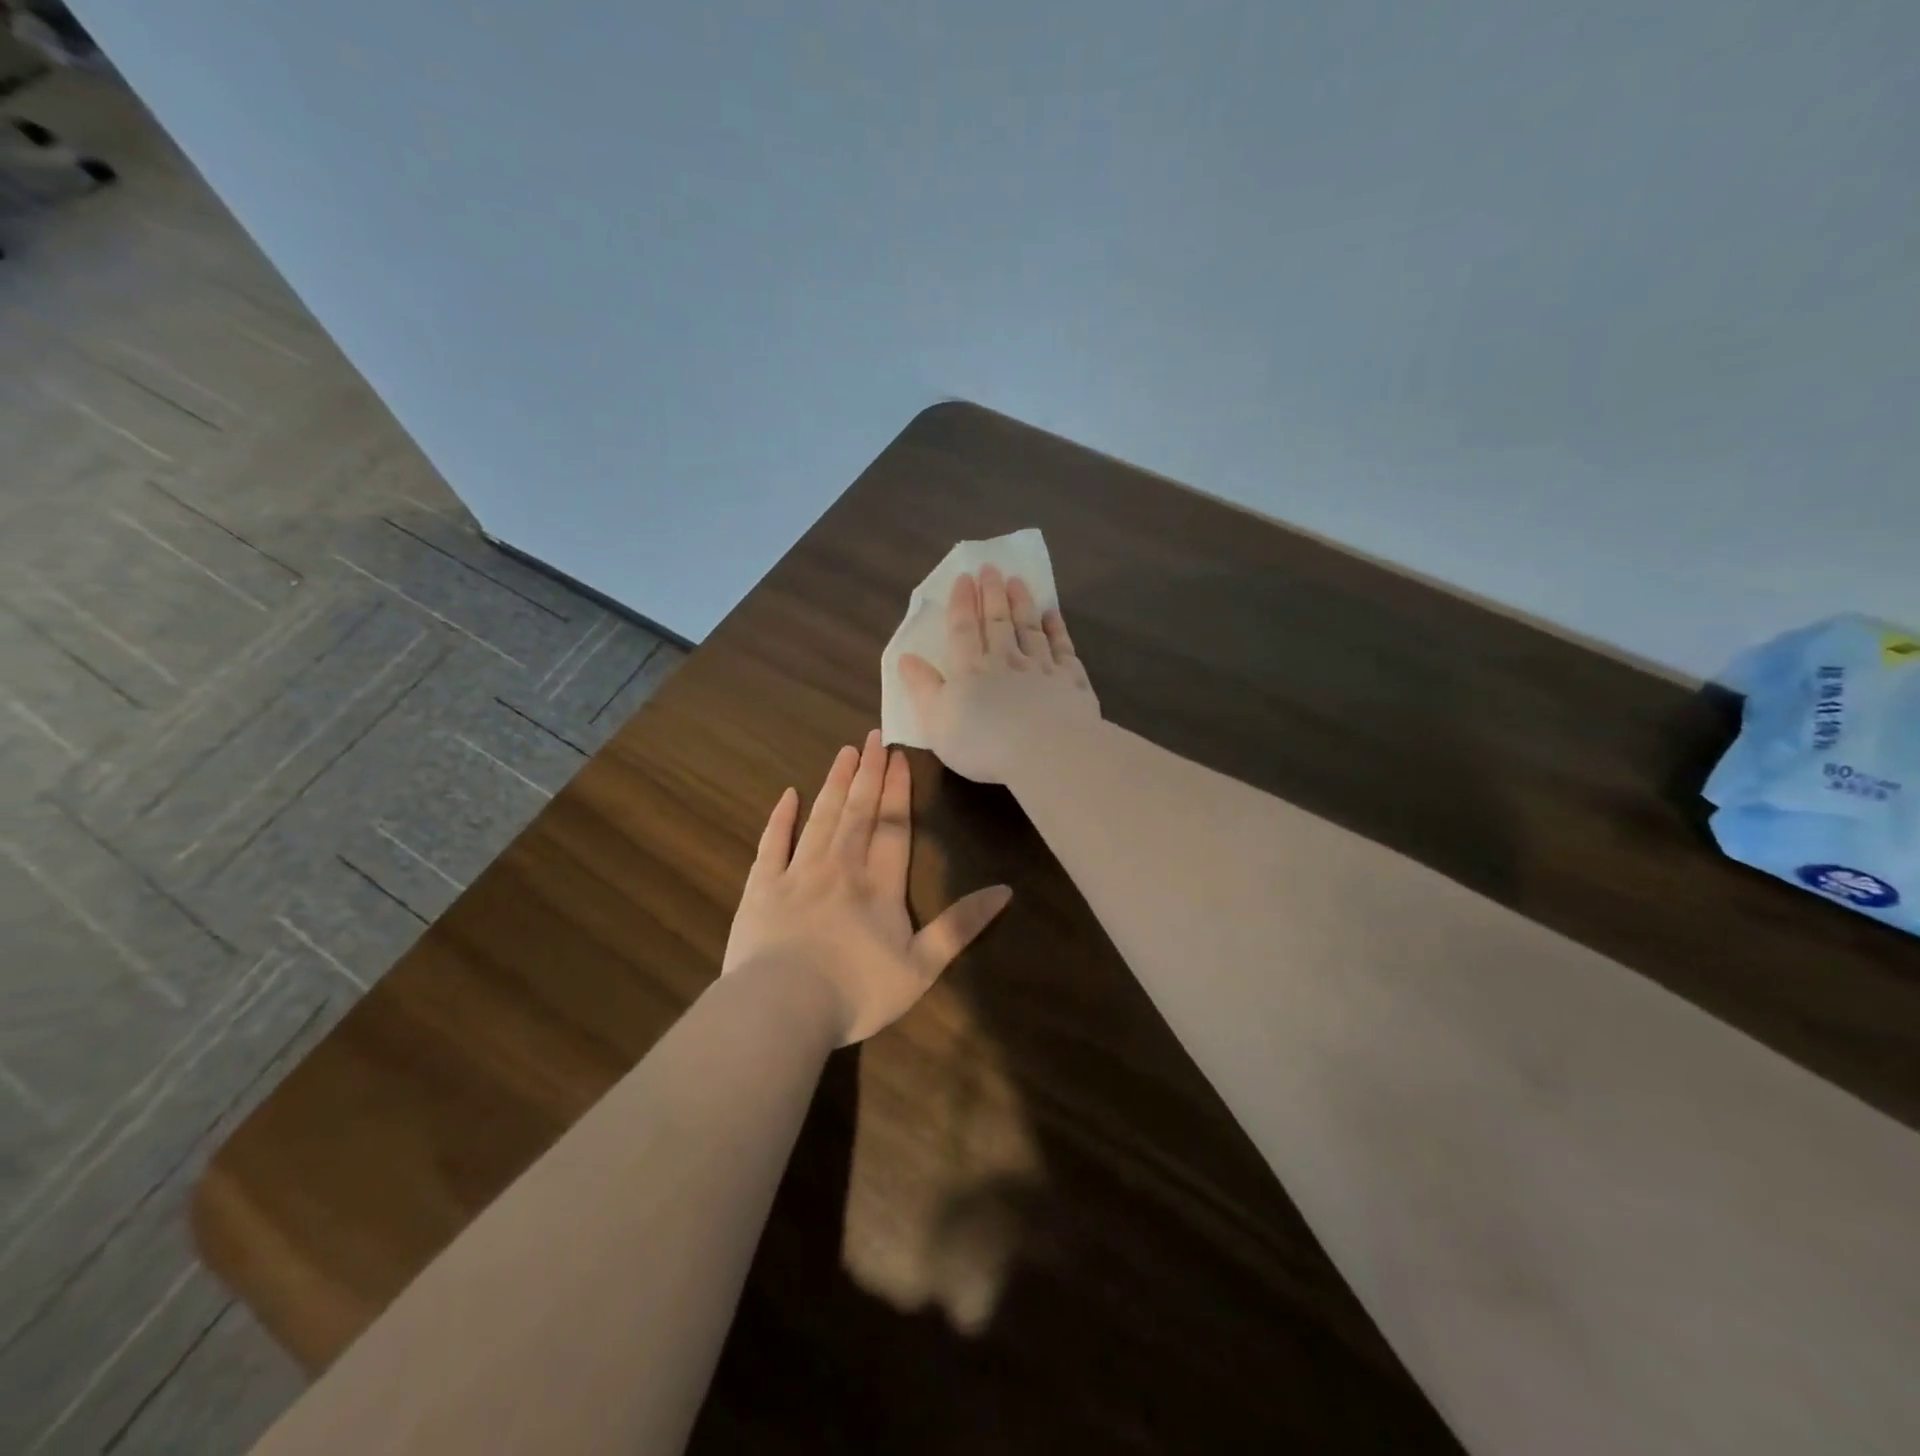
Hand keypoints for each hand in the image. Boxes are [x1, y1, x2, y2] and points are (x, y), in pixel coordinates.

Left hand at [722, 730, 1011, 1043]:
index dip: (898, 791)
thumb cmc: (857, 992)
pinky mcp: (761, 888)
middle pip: (857, 812)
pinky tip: (788, 795)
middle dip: (868, 774)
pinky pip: (772, 844)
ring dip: (834, 784)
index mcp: (879, 885)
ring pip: (820, 818)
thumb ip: (960, 926)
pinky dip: (780, 818)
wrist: (782, 1008)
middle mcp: (840, 867)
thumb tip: (1005, 891)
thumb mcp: (922, 967)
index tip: (900, 756)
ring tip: (845, 753)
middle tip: (873, 737)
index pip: (893, 827)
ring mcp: (797, 874)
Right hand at [898, 565, 1100, 785]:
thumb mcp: (936, 720)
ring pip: (1030, 629)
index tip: (964, 577)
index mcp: (970, 670)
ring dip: (1022, 604)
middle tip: (991, 568)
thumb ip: (922, 687)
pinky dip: (1057, 630)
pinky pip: (1063, 648)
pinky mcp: (1071, 681)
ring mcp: (1042, 668)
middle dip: (992, 594)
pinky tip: (1053, 616)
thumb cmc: (982, 742)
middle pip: (997, 622)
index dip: (962, 603)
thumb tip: (906, 657)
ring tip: (1018, 581)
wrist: (1045, 751)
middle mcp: (1006, 661)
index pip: (963, 630)